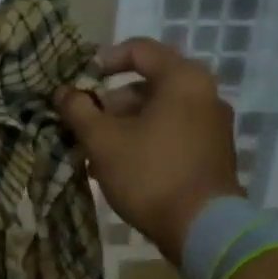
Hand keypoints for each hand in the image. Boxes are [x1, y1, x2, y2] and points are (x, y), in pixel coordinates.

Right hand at [54, 37, 243, 258]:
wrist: (202, 228)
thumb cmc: (149, 174)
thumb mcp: (103, 141)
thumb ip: (79, 110)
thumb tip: (63, 92)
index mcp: (183, 79)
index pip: (139, 50)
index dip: (104, 61)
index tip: (80, 84)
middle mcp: (205, 94)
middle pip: (148, 85)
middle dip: (111, 104)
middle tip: (84, 126)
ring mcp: (213, 125)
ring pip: (159, 113)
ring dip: (124, 126)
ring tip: (96, 153)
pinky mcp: (214, 153)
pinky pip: (173, 134)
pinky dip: (146, 141)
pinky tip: (121, 167)